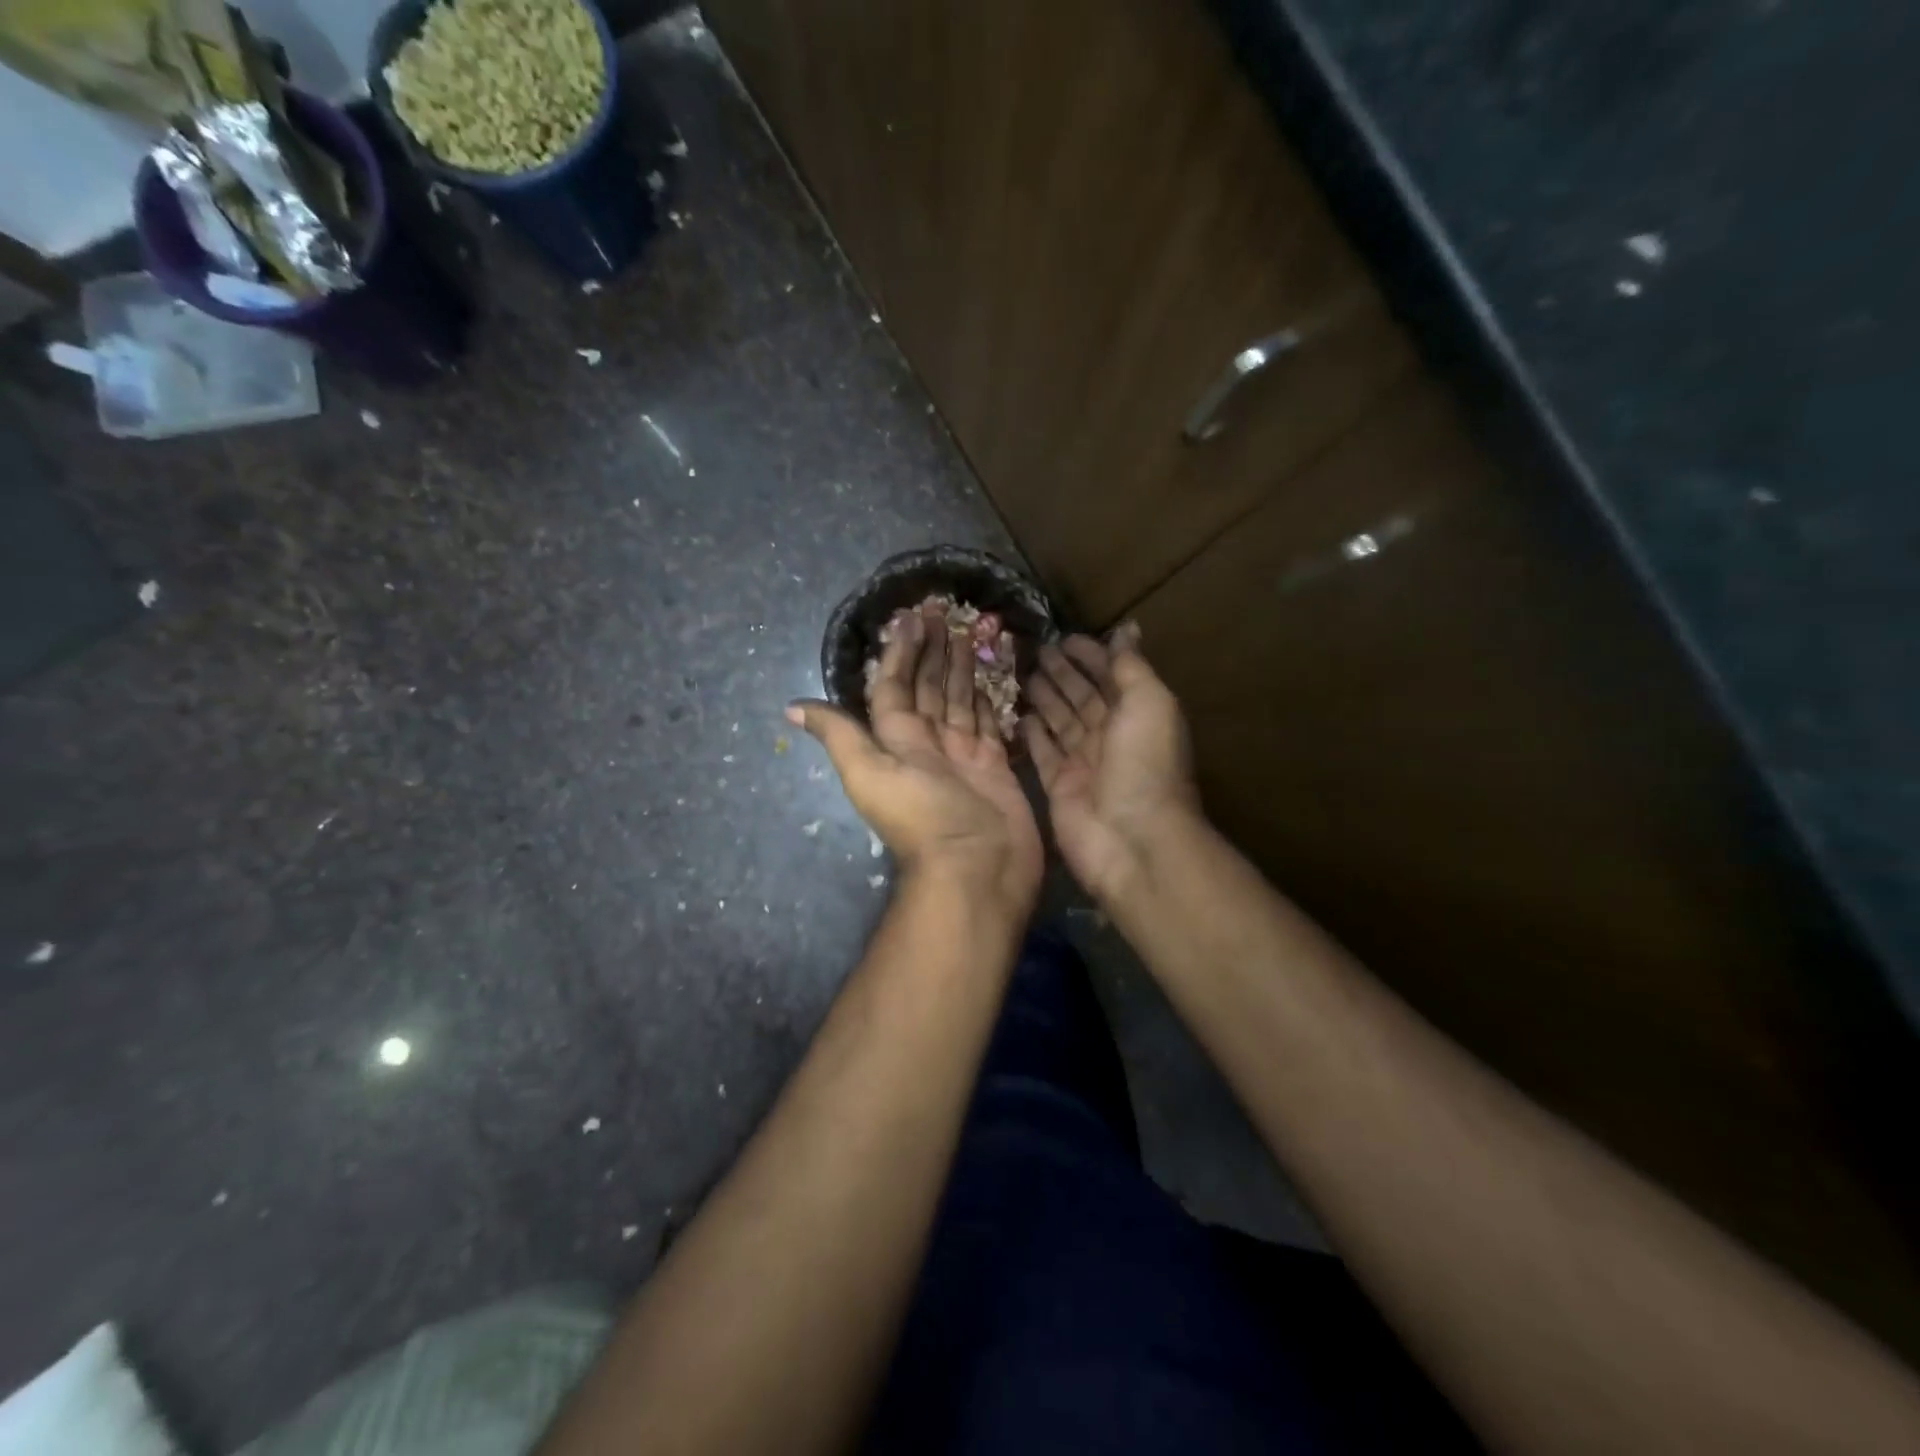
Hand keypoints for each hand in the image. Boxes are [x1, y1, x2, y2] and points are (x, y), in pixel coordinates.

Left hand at [790, 604, 1042, 915]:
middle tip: (944, 612)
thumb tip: (791, 708)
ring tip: (969, 631)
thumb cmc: (923, 817)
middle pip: (928, 687)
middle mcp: (928, 742)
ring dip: (960, 666)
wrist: (976, 868)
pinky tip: (991, 674)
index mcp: (896, 739)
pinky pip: (990, 721)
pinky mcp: (995, 764)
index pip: (894, 685)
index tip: (911, 618)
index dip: (900, 653)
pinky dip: (990, 697)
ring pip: (959, 699)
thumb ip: (840, 736)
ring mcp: (964, 753)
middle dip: (933, 650)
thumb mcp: (870, 772)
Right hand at [1023, 624, 1199, 903]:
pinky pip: (1042, 752)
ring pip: (1060, 721)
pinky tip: (1017, 713)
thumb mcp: (1148, 703)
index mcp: (1137, 715)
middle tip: (1036, 650)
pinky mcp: (1058, 785)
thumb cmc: (1144, 763)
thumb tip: (1127, 629)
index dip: (1091, 656)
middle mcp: (1110, 736)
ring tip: (1022, 674)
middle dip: (1063, 673)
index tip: (1064, 637)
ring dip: (1045, 697)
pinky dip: (1031, 734)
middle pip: (1082, 697)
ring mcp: (1083, 762)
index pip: (1111, 676)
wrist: (1131, 837)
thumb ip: (1132, 666)